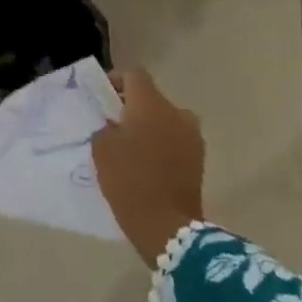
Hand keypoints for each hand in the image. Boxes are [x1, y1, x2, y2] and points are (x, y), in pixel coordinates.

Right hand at [92, 68, 205, 265]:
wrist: (167, 226)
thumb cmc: (129, 180)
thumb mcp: (102, 149)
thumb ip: (106, 127)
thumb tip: (114, 124)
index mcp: (151, 103)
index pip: (134, 75)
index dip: (116, 81)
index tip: (103, 97)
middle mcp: (176, 112)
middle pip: (152, 98)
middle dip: (133, 107)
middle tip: (114, 124)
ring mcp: (192, 135)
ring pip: (166, 119)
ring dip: (150, 126)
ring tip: (132, 146)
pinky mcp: (199, 158)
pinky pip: (176, 139)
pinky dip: (162, 144)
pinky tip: (147, 163)